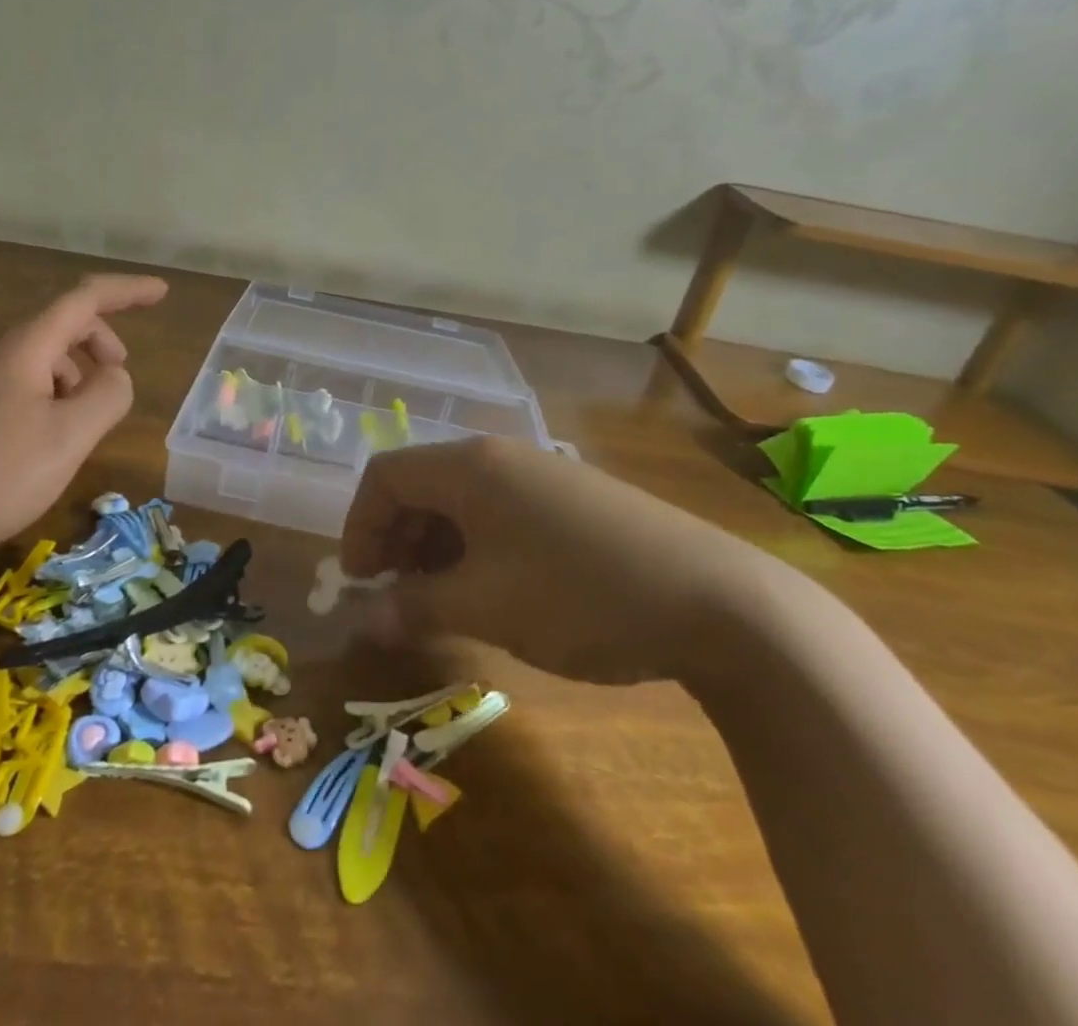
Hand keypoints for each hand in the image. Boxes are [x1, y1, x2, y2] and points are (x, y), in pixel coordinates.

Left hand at [0, 274, 167, 570]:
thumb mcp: (67, 438)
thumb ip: (106, 397)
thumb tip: (115, 376)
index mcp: (25, 348)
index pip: (84, 298)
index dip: (127, 291)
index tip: (162, 292)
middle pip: (60, 322)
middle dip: (101, 336)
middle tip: (121, 372)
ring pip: (41, 356)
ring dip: (76, 370)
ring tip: (88, 414)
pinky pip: (22, 383)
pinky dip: (52, 394)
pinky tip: (51, 437)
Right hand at [339, 437, 767, 685]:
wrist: (718, 601)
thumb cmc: (579, 595)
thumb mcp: (485, 607)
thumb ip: (415, 608)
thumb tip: (365, 620)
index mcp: (470, 466)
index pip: (385, 476)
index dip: (359, 527)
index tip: (361, 583)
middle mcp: (501, 457)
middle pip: (421, 485)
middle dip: (395, 540)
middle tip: (397, 596)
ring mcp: (542, 475)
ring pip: (462, 501)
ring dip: (436, 548)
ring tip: (443, 601)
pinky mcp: (574, 500)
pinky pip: (501, 513)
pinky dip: (477, 548)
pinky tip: (496, 592)